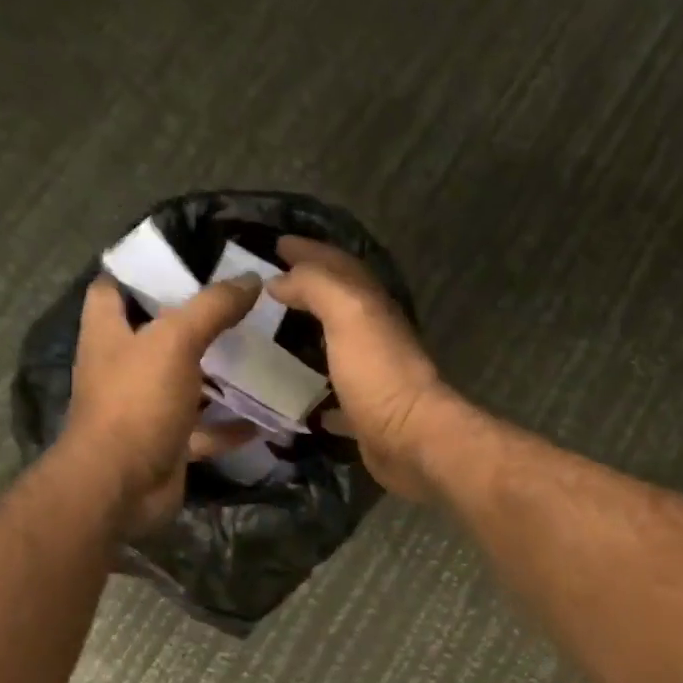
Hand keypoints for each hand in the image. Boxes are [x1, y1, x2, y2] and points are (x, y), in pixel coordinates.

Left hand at [64, 275, 260, 532]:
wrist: (122, 485)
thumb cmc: (137, 401)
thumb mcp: (176, 341)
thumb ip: (212, 307)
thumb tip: (251, 279)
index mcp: (109, 333)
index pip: (113, 288)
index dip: (142, 271)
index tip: (187, 261)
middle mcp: (124, 367)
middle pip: (159, 336)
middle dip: (197, 323)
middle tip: (242, 307)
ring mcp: (147, 408)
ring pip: (187, 384)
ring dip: (219, 376)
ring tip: (262, 355)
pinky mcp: (169, 442)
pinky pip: (205, 429)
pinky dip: (232, 425)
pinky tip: (266, 416)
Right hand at [271, 237, 459, 501]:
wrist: (411, 440)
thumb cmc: (379, 373)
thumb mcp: (348, 314)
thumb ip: (316, 287)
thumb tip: (281, 279)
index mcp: (371, 307)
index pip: (338, 266)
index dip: (310, 251)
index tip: (277, 243)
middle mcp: (375, 337)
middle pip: (339, 304)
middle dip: (308, 290)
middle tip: (271, 287)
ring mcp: (371, 377)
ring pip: (337, 348)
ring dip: (310, 338)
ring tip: (273, 337)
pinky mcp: (364, 415)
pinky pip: (335, 397)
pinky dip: (315, 393)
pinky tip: (294, 397)